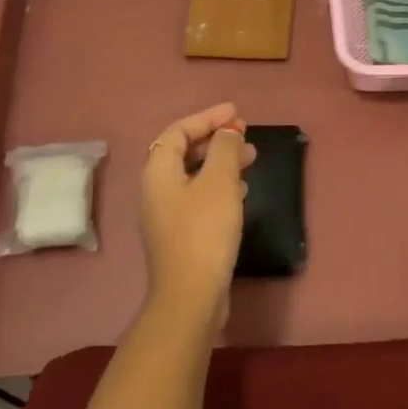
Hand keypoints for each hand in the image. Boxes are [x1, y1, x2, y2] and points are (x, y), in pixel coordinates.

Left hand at [139, 102, 255, 332]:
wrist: (191, 296)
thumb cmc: (205, 231)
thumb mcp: (220, 182)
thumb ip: (225, 149)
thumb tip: (228, 131)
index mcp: (158, 171)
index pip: (179, 130)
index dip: (207, 117)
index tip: (236, 113)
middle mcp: (156, 189)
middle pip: (184, 151)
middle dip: (215, 139)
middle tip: (245, 135)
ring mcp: (166, 214)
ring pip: (194, 175)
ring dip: (221, 162)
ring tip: (251, 160)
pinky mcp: (179, 234)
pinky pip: (198, 196)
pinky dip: (219, 185)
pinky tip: (241, 192)